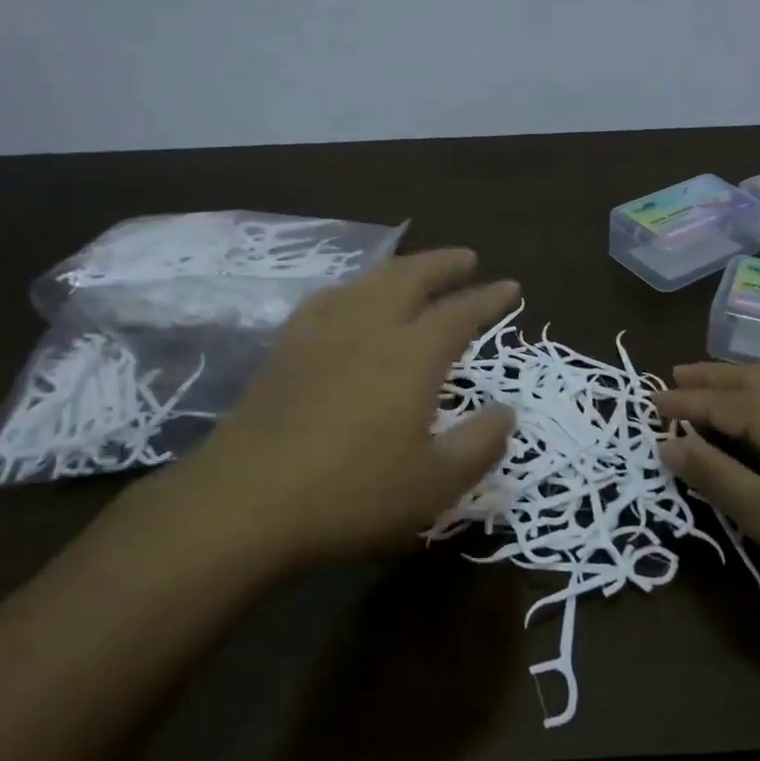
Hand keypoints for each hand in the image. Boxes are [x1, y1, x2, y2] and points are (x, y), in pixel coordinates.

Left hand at [130, 250, 518, 570]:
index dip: (489, 298)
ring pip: (367, 282)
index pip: (460, 313)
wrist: (248, 501)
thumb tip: (507, 412)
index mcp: (412, 354)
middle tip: (466, 258)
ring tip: (414, 271)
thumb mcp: (435, 483)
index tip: (511, 286)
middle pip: (410, 277)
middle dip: (443, 264)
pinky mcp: (285, 349)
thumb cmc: (353, 494)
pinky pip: (326, 299)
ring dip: (400, 269)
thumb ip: (480, 444)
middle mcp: (369, 328)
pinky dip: (352, 289)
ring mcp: (321, 334)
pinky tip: (348, 300)